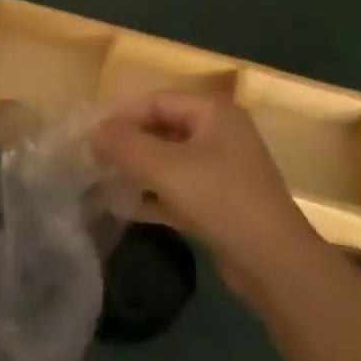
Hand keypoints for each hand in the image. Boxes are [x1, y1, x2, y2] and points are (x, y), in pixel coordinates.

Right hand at [94, 92, 318, 292]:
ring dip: (136, 171)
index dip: (119, 117)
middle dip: (126, 145)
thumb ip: (123, 144)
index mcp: (212, 112)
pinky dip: (153, 195)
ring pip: (168, 161)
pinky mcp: (220, 201)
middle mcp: (220, 133)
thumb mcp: (163, 166)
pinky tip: (124, 208)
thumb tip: (93, 132)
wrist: (272, 260)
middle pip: (161, 129)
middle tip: (92, 161)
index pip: (154, 101)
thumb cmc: (218, 198)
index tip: (88, 138)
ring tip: (102, 183)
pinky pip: (177, 188)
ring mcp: (222, 168)